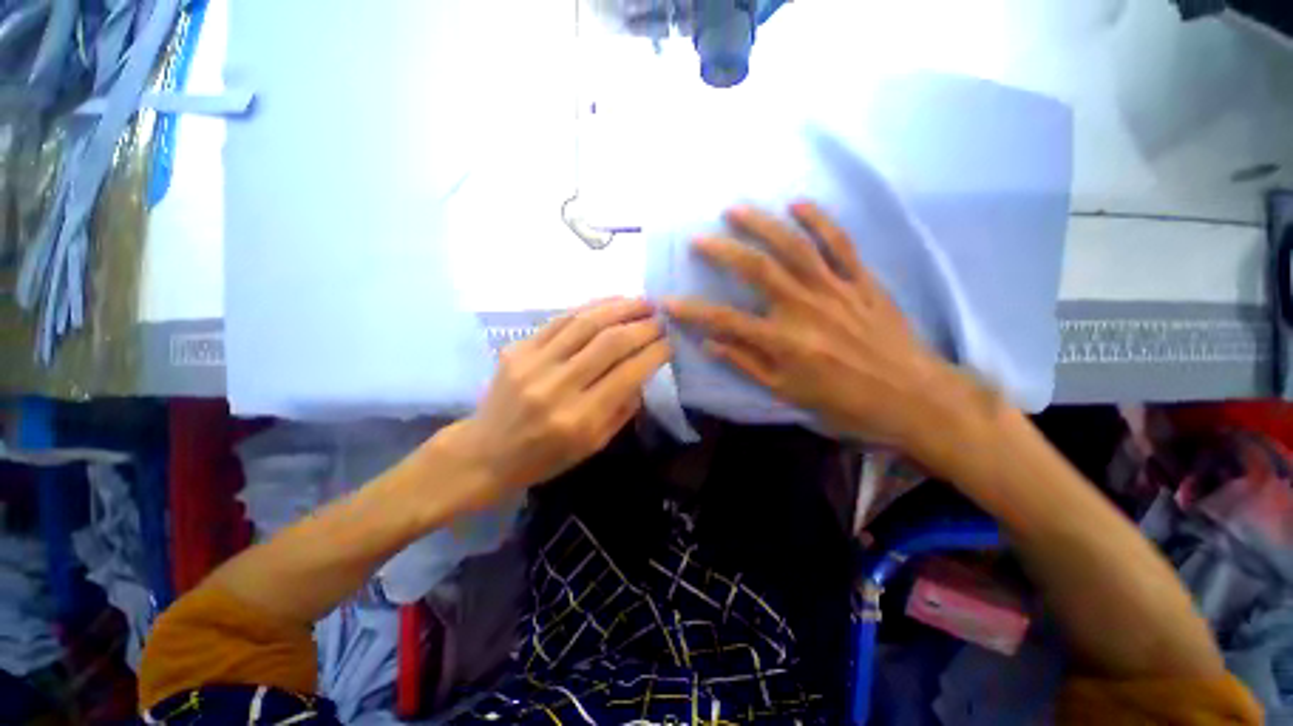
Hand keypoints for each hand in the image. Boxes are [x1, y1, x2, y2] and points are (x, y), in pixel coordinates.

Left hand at [444, 298, 670, 505]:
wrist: (486, 452)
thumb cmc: (545, 457)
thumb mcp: (594, 445)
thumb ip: (623, 407)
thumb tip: (644, 370)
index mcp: (580, 419)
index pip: (628, 374)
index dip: (655, 353)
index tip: (670, 342)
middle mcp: (557, 386)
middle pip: (610, 342)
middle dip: (643, 326)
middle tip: (661, 318)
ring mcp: (533, 363)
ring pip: (586, 323)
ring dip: (620, 307)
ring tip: (643, 302)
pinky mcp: (518, 349)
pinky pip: (560, 320)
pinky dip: (591, 307)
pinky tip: (610, 303)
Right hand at [665, 203, 962, 451]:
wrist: (911, 396)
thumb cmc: (844, 402)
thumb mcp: (787, 393)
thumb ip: (747, 364)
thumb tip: (710, 343)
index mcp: (784, 342)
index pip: (726, 321)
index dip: (693, 310)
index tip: (668, 300)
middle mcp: (804, 308)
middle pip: (756, 270)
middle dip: (722, 251)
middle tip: (698, 238)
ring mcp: (835, 289)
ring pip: (794, 247)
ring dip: (762, 225)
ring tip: (736, 209)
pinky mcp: (861, 281)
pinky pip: (839, 244)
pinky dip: (819, 221)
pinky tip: (798, 204)